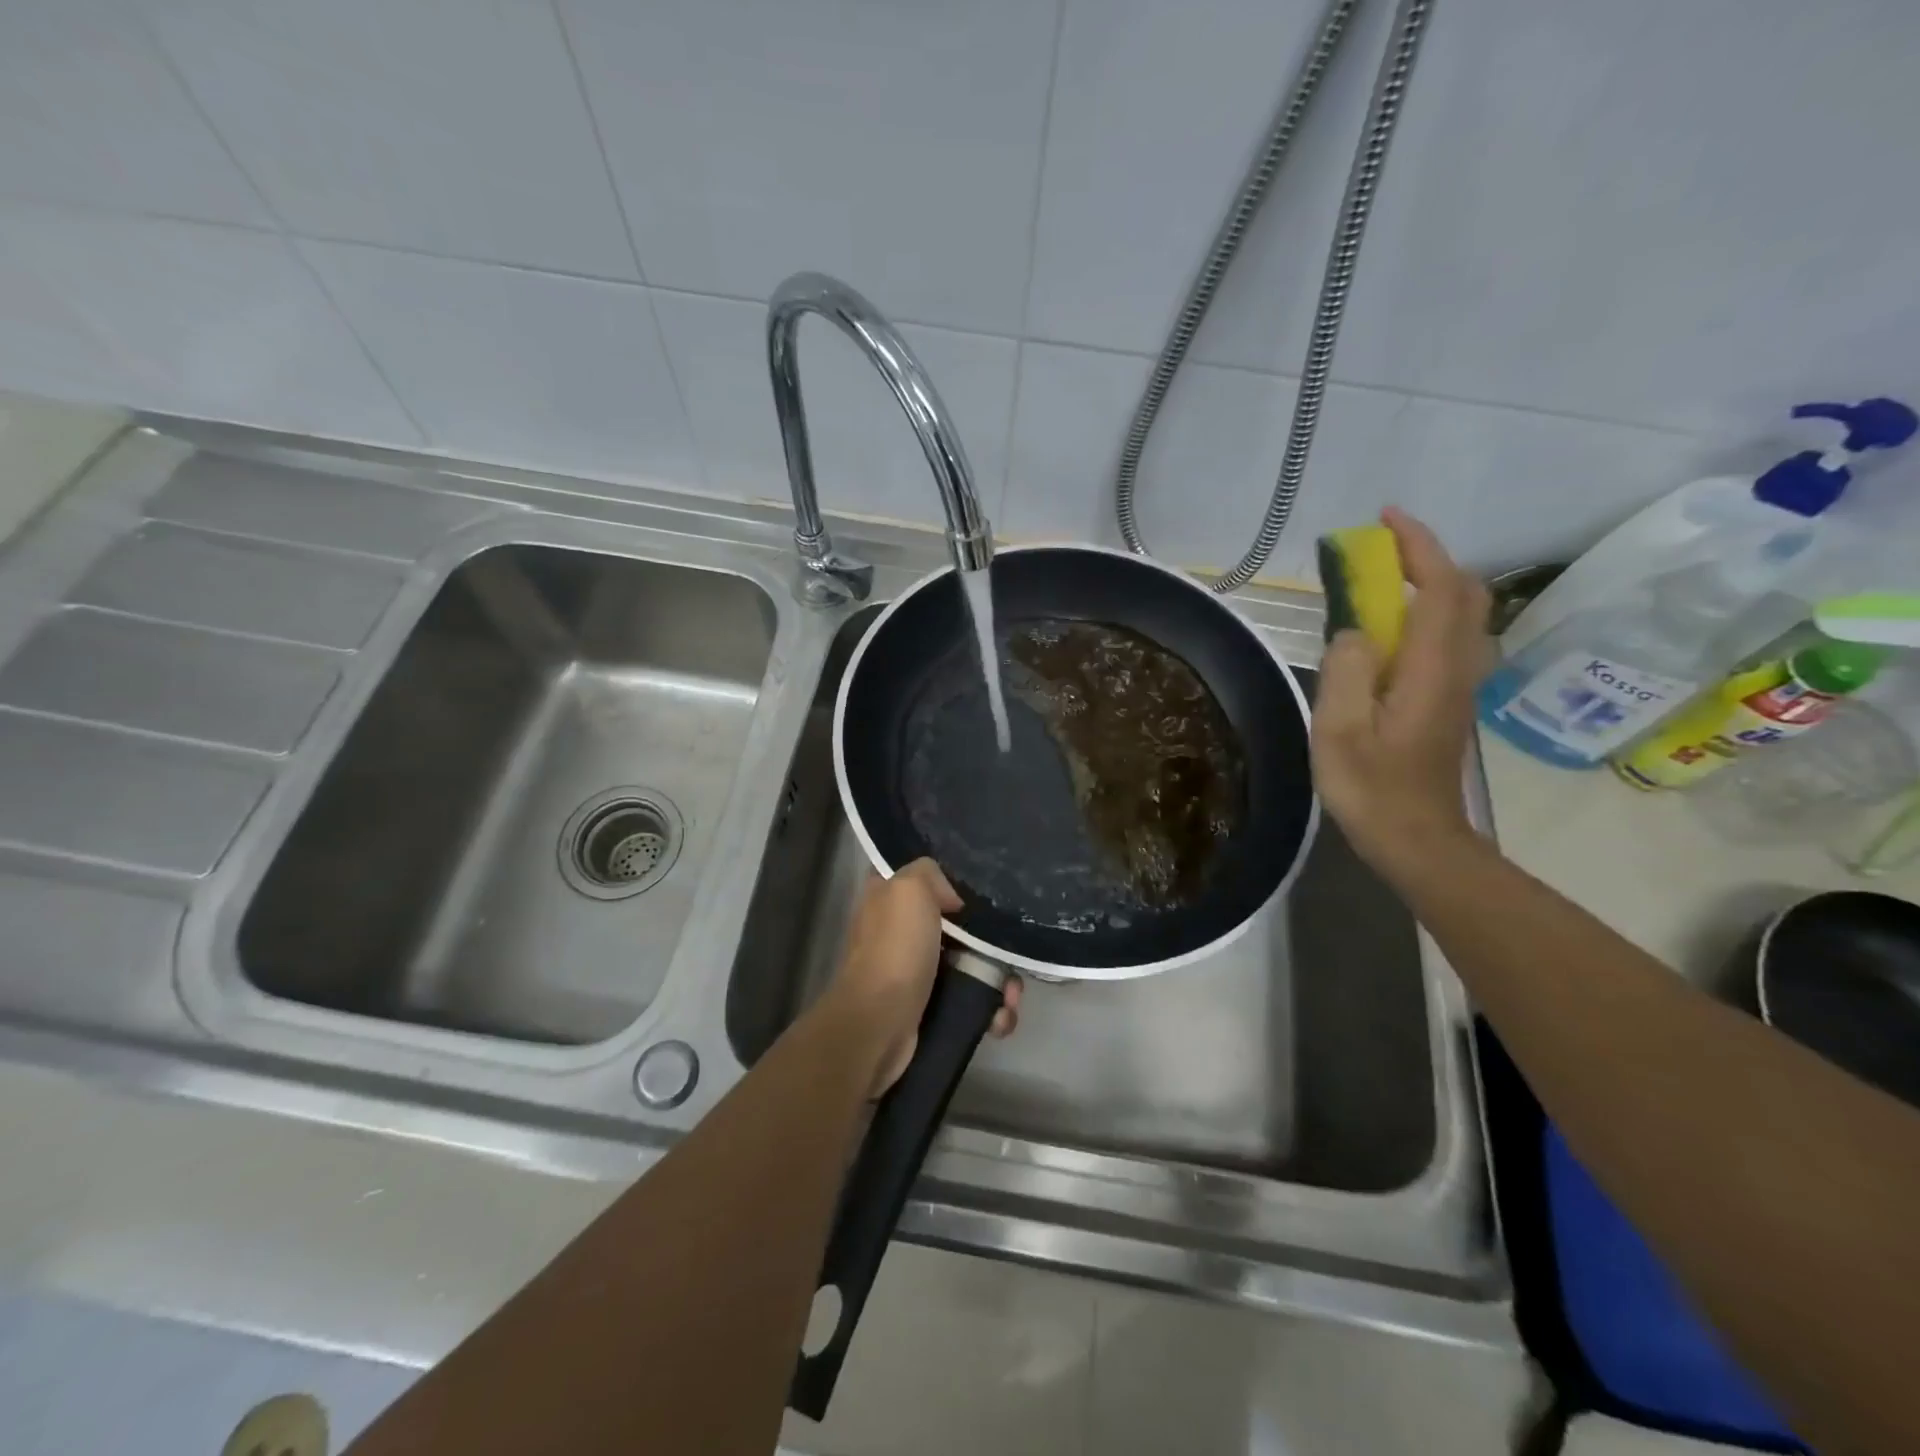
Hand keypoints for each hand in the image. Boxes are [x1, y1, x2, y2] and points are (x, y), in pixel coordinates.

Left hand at [823, 858, 1020, 1098]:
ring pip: (971, 966)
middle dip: (991, 943)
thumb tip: (952, 899)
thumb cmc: (895, 949)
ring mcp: (916, 972)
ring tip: (1009, 996)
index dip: (954, 883)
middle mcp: (901, 932)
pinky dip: (990, 1011)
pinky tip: (999, 1018)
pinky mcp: (930, 1007)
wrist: (879, 1025)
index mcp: (888, 898)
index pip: (924, 879)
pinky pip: (970, 1002)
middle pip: (959, 926)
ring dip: (999, 983)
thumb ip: (929, 874)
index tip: (982, 893)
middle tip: (1009, 955)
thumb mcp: (908, 889)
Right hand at [1311, 508, 1492, 882]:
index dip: (1418, 546)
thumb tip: (1353, 631)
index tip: (1384, 520)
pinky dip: (1423, 612)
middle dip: (1427, 558)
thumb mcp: (1340, 732)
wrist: (1416, 838)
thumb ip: (1346, 672)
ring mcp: (1459, 684)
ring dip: (1427, 583)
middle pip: (1463, 592)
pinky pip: (1446, 637)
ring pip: (1460, 614)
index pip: (1441, 587)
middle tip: (1379, 551)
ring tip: (1377, 584)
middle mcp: (1457, 667)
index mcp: (1431, 669)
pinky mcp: (1449, 699)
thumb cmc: (1372, 789)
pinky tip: (1386, 630)